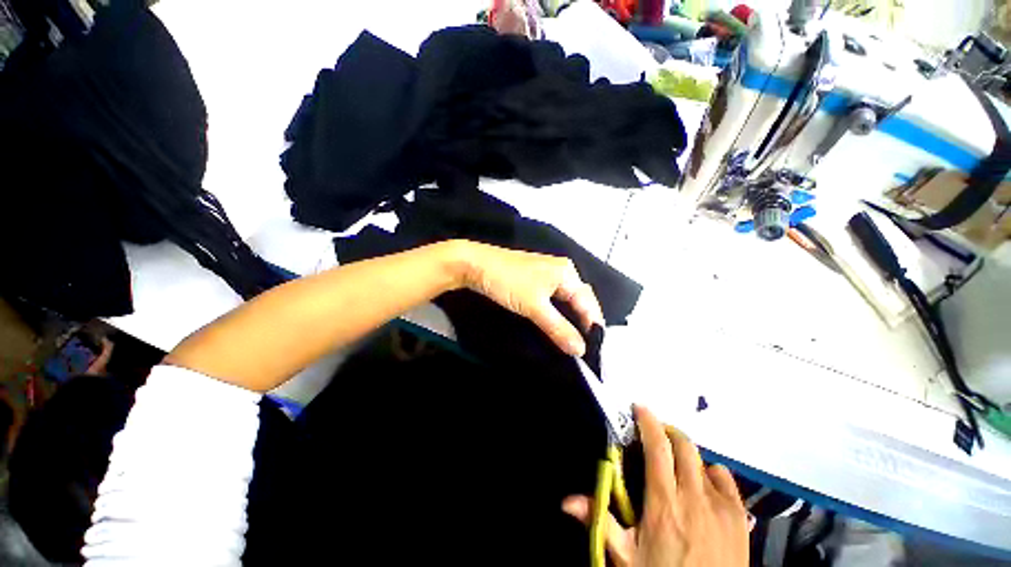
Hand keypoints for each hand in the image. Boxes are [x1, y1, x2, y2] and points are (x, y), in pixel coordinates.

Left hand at [457, 241, 603, 356]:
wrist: (475, 265)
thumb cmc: (508, 282)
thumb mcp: (534, 307)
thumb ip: (558, 328)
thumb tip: (580, 350)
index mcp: (567, 273)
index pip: (588, 303)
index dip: (593, 327)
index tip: (594, 353)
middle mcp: (562, 271)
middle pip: (580, 301)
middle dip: (584, 324)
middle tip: (585, 350)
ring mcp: (549, 274)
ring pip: (567, 300)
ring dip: (571, 320)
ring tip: (574, 342)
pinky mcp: (536, 279)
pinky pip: (555, 299)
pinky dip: (559, 314)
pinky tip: (559, 326)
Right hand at [562, 406, 748, 566]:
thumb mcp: (626, 556)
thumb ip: (599, 522)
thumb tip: (566, 501)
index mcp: (663, 503)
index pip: (656, 448)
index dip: (648, 421)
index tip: (639, 407)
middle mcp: (694, 497)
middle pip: (682, 445)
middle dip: (666, 432)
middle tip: (654, 438)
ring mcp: (721, 505)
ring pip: (703, 459)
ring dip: (686, 454)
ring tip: (676, 466)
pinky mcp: (740, 516)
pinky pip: (725, 477)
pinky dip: (710, 472)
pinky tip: (703, 488)